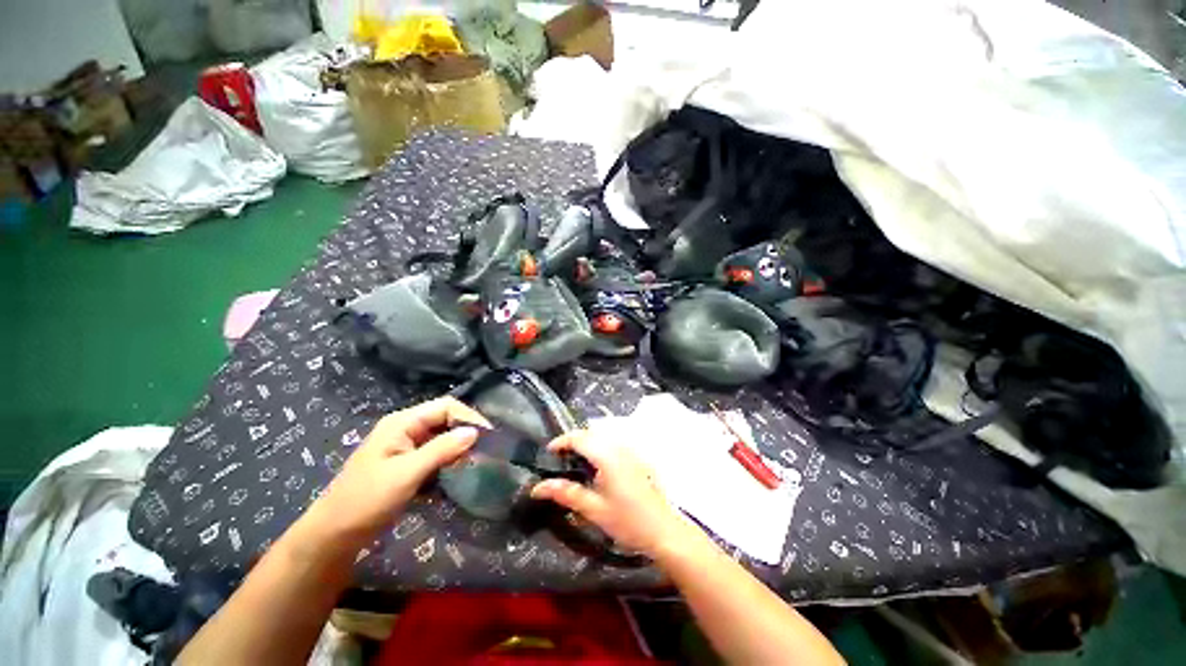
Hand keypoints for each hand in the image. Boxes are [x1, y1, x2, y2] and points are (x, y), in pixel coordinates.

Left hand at [305, 397, 489, 544]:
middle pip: (446, 421)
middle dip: (466, 434)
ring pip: (442, 439)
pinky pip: (436, 456)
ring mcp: (406, 448)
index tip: (488, 437)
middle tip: (486, 452)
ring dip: (459, 450)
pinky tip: (458, 476)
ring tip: (477, 464)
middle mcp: (406, 429)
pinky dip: (449, 463)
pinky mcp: (408, 465)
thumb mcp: (406, 474)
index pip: (445, 407)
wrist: (333, 536)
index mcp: (403, 423)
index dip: (469, 417)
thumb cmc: (366, 501)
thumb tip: (475, 432)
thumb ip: (442, 450)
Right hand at [530, 430, 702, 558]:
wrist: (664, 531)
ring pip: (604, 437)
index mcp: (607, 455)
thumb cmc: (628, 521)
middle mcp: (619, 447)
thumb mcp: (594, 509)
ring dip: (587, 443)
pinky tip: (597, 468)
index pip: (580, 437)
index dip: (562, 441)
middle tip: (559, 459)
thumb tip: (537, 487)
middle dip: (573, 440)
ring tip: (575, 462)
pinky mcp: (637, 458)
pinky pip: (614, 444)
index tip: (549, 453)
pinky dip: (600, 448)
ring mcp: (630, 451)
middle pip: (592, 433)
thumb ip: (566, 494)